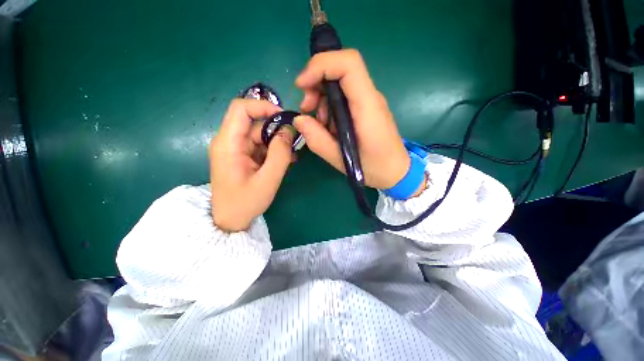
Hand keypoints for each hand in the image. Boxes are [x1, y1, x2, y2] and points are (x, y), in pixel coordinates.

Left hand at [209, 99, 293, 231]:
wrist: (230, 221)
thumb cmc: (245, 203)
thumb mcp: (268, 180)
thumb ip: (280, 154)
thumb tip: (288, 131)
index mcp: (228, 144)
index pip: (241, 109)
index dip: (263, 106)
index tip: (284, 117)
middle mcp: (229, 141)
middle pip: (254, 123)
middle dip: (276, 130)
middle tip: (295, 142)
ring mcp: (236, 149)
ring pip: (260, 135)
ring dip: (277, 142)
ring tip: (292, 156)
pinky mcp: (243, 156)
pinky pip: (260, 146)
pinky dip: (274, 150)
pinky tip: (285, 160)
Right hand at [293, 49, 410, 189]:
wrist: (396, 171)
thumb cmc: (374, 168)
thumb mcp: (341, 160)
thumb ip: (317, 140)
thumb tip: (299, 119)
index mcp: (367, 107)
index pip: (349, 64)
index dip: (321, 65)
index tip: (302, 85)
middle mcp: (370, 97)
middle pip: (341, 69)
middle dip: (316, 84)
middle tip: (307, 109)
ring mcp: (369, 101)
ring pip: (339, 83)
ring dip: (321, 98)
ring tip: (319, 124)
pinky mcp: (365, 108)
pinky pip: (343, 97)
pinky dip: (329, 107)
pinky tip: (328, 127)